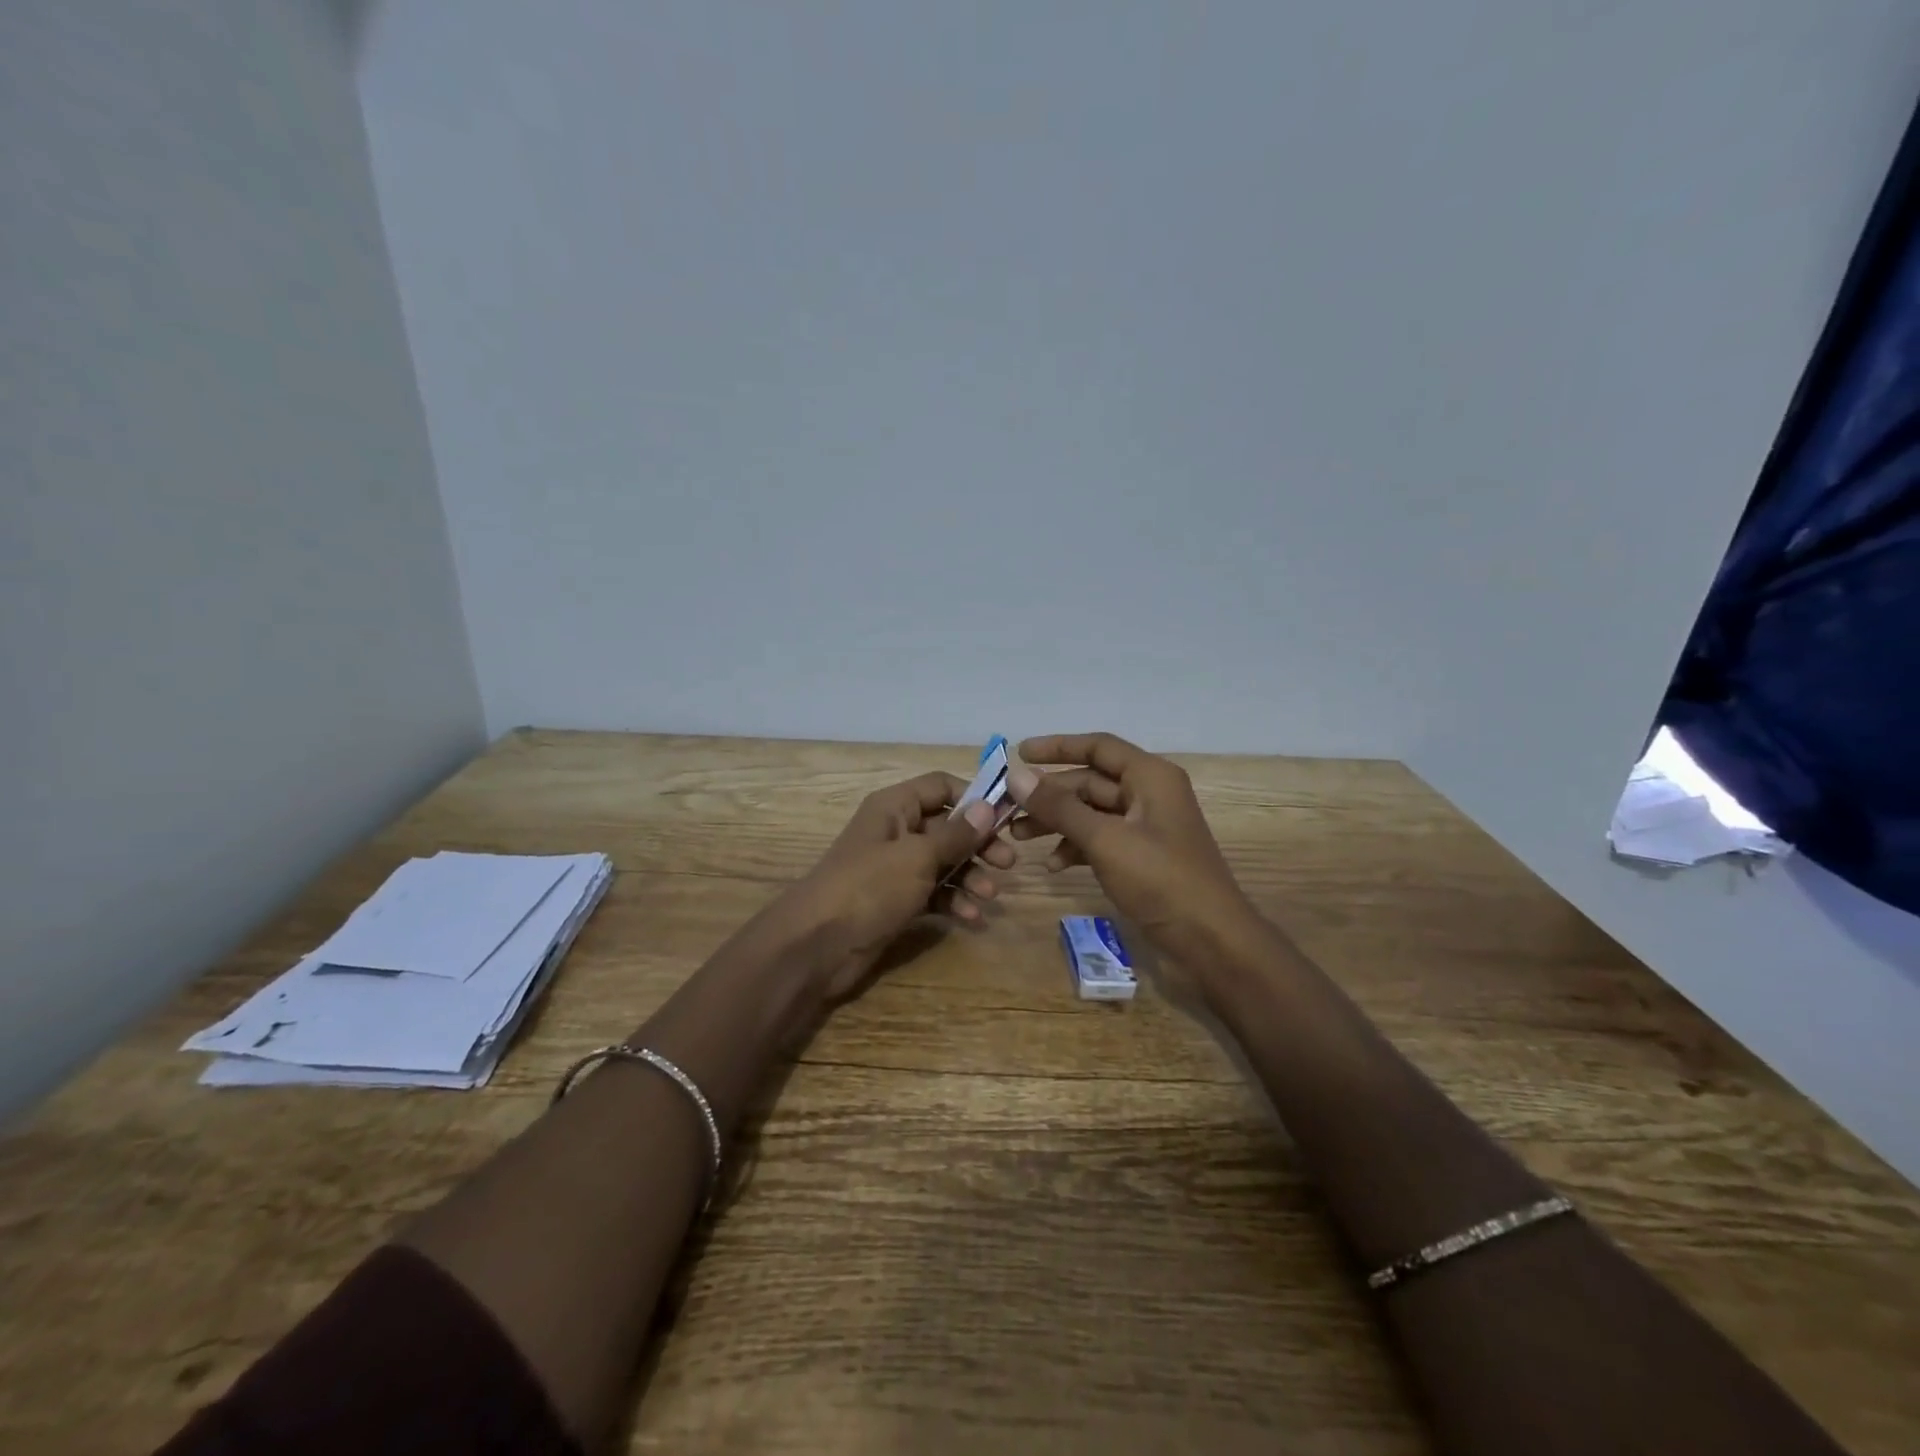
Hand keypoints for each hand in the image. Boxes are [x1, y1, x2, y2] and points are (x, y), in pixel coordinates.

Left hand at [771, 771, 1012, 1001]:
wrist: (816, 945)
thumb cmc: (869, 887)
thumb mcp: (917, 856)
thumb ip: (956, 834)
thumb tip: (988, 806)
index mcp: (894, 807)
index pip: (940, 787)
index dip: (973, 798)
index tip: (1006, 817)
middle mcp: (896, 832)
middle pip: (947, 827)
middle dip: (978, 844)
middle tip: (1008, 863)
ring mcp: (895, 869)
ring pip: (943, 863)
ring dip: (970, 877)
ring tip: (990, 895)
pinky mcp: (896, 902)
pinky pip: (933, 893)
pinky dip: (953, 902)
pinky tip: (971, 917)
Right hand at [1008, 733, 1260, 965]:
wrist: (1211, 940)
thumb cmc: (1161, 880)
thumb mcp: (1105, 840)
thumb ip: (1059, 807)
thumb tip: (1016, 775)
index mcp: (1150, 777)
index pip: (1097, 747)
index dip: (1057, 747)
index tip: (1018, 753)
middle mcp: (1149, 793)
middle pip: (1090, 782)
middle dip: (1049, 795)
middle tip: (1008, 808)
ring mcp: (1146, 826)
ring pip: (1092, 812)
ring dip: (1057, 822)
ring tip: (1019, 838)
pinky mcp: (1142, 856)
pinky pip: (1101, 838)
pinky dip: (1077, 847)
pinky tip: (1054, 866)